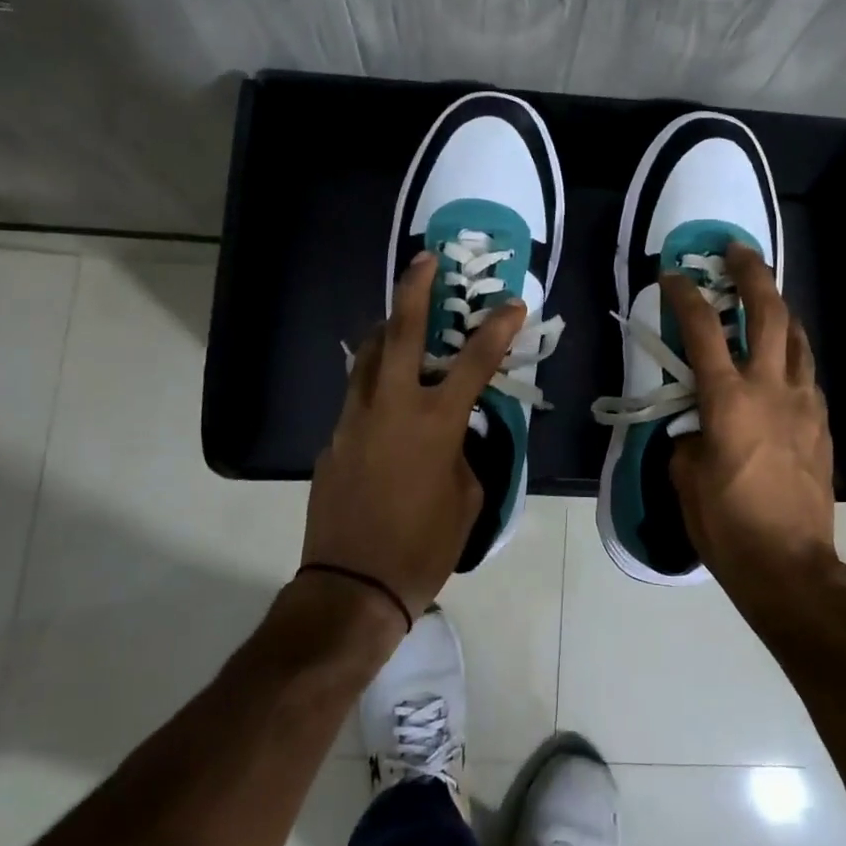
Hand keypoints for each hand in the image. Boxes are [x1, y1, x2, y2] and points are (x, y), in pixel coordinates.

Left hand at [302, 252, 524, 619]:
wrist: (352, 586)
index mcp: (434, 423)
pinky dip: (376, 379)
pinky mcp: (333, 438)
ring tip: (402, 315)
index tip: (512, 304)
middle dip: (416, 289)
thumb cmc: (423, 547)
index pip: (474, 362)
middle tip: (426, 259)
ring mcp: (354, 419)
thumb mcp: (467, 497)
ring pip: (369, 355)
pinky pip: (358, 395)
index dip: (496, 329)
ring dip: (389, 328)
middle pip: (402, 331)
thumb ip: (464, 452)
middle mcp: (391, 407)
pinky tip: (387, 391)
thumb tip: (453, 434)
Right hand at [662, 244, 835, 588]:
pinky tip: (780, 362)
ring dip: (779, 309)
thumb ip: (688, 436)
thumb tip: (697, 424)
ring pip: (797, 338)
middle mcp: (771, 389)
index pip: (702, 331)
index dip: (685, 296)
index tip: (672, 275)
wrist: (789, 564)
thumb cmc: (726, 524)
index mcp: (728, 400)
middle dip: (752, 274)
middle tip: (738, 252)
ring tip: (764, 298)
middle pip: (769, 313)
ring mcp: (804, 404)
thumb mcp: (686, 477)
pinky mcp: (822, 424)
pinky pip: (806, 373)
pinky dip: (791, 354)